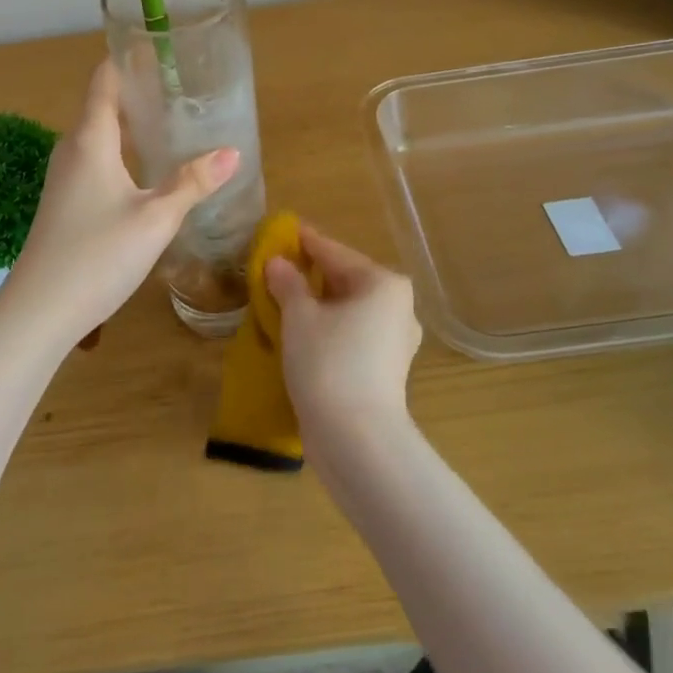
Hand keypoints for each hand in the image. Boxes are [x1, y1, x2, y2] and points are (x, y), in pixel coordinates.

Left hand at [0, 60, 239, 345]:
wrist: (40, 309)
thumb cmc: (98, 254)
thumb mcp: (156, 218)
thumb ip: (193, 183)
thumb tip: (231, 153)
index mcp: (90, 140)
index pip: (104, 81)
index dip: (127, 59)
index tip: (156, 46)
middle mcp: (71, 150)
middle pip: (102, 106)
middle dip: (136, 93)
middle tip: (178, 87)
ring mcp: (63, 178)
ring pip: (98, 137)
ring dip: (128, 125)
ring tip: (167, 123)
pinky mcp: (64, 203)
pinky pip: (94, 161)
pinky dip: (120, 152)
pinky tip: (143, 171)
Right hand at [267, 225, 420, 441]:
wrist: (357, 440)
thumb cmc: (328, 363)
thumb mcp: (298, 316)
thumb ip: (288, 282)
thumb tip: (278, 263)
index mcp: (382, 283)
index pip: (333, 252)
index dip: (303, 242)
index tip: (280, 232)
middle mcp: (398, 306)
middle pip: (344, 280)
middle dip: (309, 276)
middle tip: (274, 270)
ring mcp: (396, 340)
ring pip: (348, 310)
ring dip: (317, 305)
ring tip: (281, 302)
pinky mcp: (386, 369)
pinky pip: (352, 334)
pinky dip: (328, 329)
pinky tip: (301, 334)